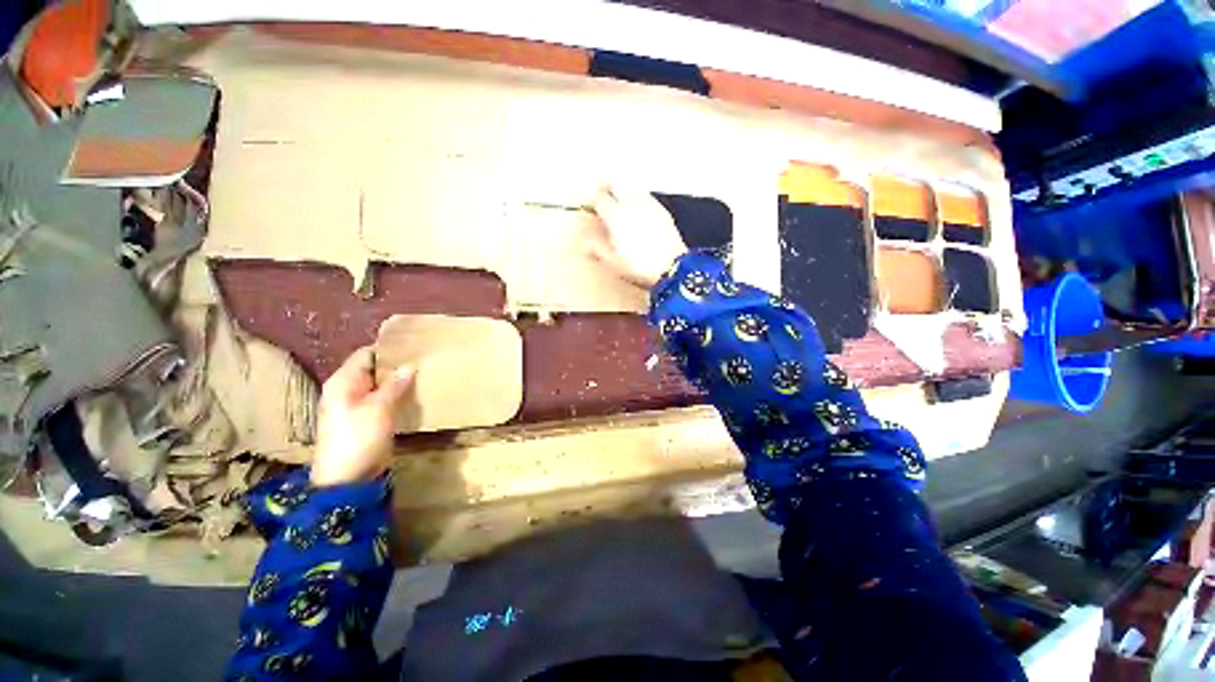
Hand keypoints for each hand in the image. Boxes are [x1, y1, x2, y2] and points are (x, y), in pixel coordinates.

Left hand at [311, 347, 414, 487]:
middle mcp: (348, 390)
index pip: (365, 355)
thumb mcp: (378, 408)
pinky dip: (397, 396)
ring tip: (424, 374)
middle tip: (424, 360)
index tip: (413, 346)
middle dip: (396, 366)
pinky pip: (383, 400)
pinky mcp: (367, 419)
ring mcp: (357, 406)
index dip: (388, 350)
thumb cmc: (358, 438)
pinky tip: (415, 394)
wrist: (347, 479)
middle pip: (373, 369)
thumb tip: (409, 365)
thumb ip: (394, 385)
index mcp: (343, 383)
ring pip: (380, 386)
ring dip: (399, 382)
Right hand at [587, 186, 687, 287]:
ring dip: (625, 193)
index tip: (590, 205)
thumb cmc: (639, 267)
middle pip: (617, 186)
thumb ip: (596, 247)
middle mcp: (632, 204)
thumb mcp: (612, 262)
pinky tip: (640, 213)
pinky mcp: (664, 212)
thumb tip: (585, 240)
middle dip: (608, 189)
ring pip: (633, 190)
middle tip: (604, 197)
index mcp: (616, 215)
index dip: (593, 199)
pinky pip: (647, 199)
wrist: (672, 268)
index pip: (600, 197)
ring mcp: (650, 205)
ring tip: (622, 204)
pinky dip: (640, 201)